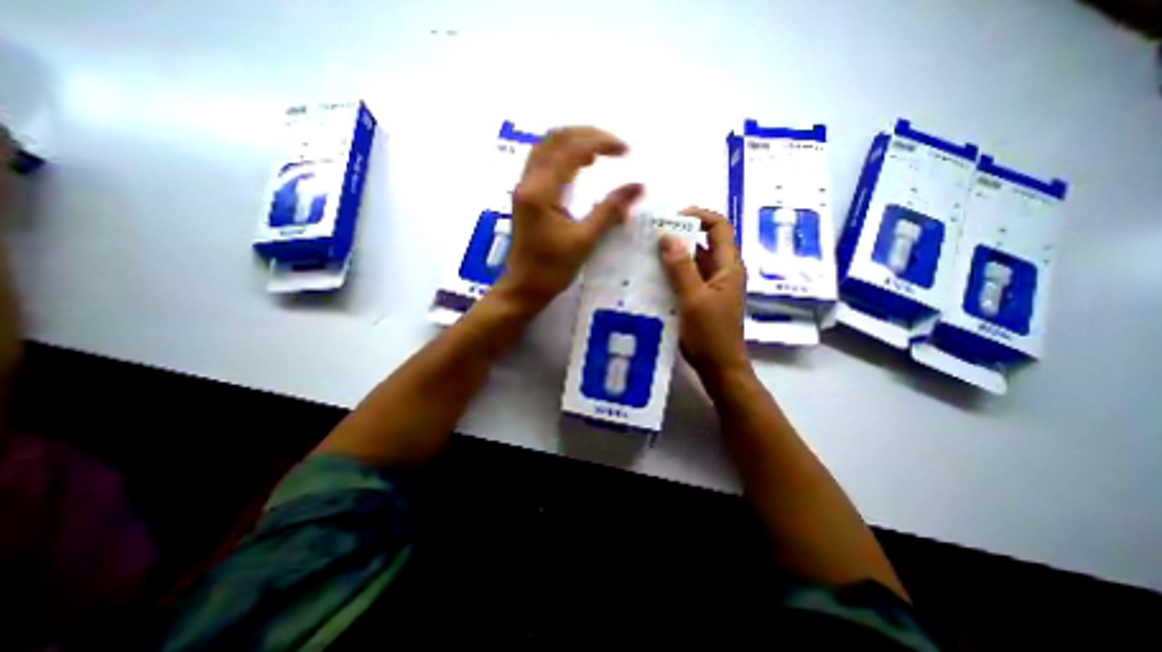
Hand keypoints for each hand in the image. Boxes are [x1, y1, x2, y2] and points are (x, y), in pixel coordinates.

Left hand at [490, 124, 644, 314]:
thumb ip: (610, 210)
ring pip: (546, 147)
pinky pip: (543, 162)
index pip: (571, 150)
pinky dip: (564, 156)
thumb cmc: (552, 269)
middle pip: (555, 138)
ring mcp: (524, 188)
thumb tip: (638, 187)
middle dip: (587, 134)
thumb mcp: (584, 241)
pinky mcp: (526, 197)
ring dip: (574, 142)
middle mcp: (528, 182)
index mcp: (541, 191)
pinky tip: (580, 166)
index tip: (626, 150)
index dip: (601, 143)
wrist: (523, 288)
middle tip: (614, 145)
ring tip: (601, 152)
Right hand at [659, 207, 749, 379]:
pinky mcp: (700, 299)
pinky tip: (652, 277)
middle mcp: (722, 271)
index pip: (719, 227)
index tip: (672, 219)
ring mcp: (711, 286)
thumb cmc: (710, 334)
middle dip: (679, 236)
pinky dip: (671, 274)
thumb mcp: (693, 298)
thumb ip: (681, 267)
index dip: (699, 216)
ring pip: (692, 261)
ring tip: (646, 255)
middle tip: (651, 238)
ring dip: (673, 256)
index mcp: (728, 266)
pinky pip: (686, 278)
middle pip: (703, 243)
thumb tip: (667, 236)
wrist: (719, 368)